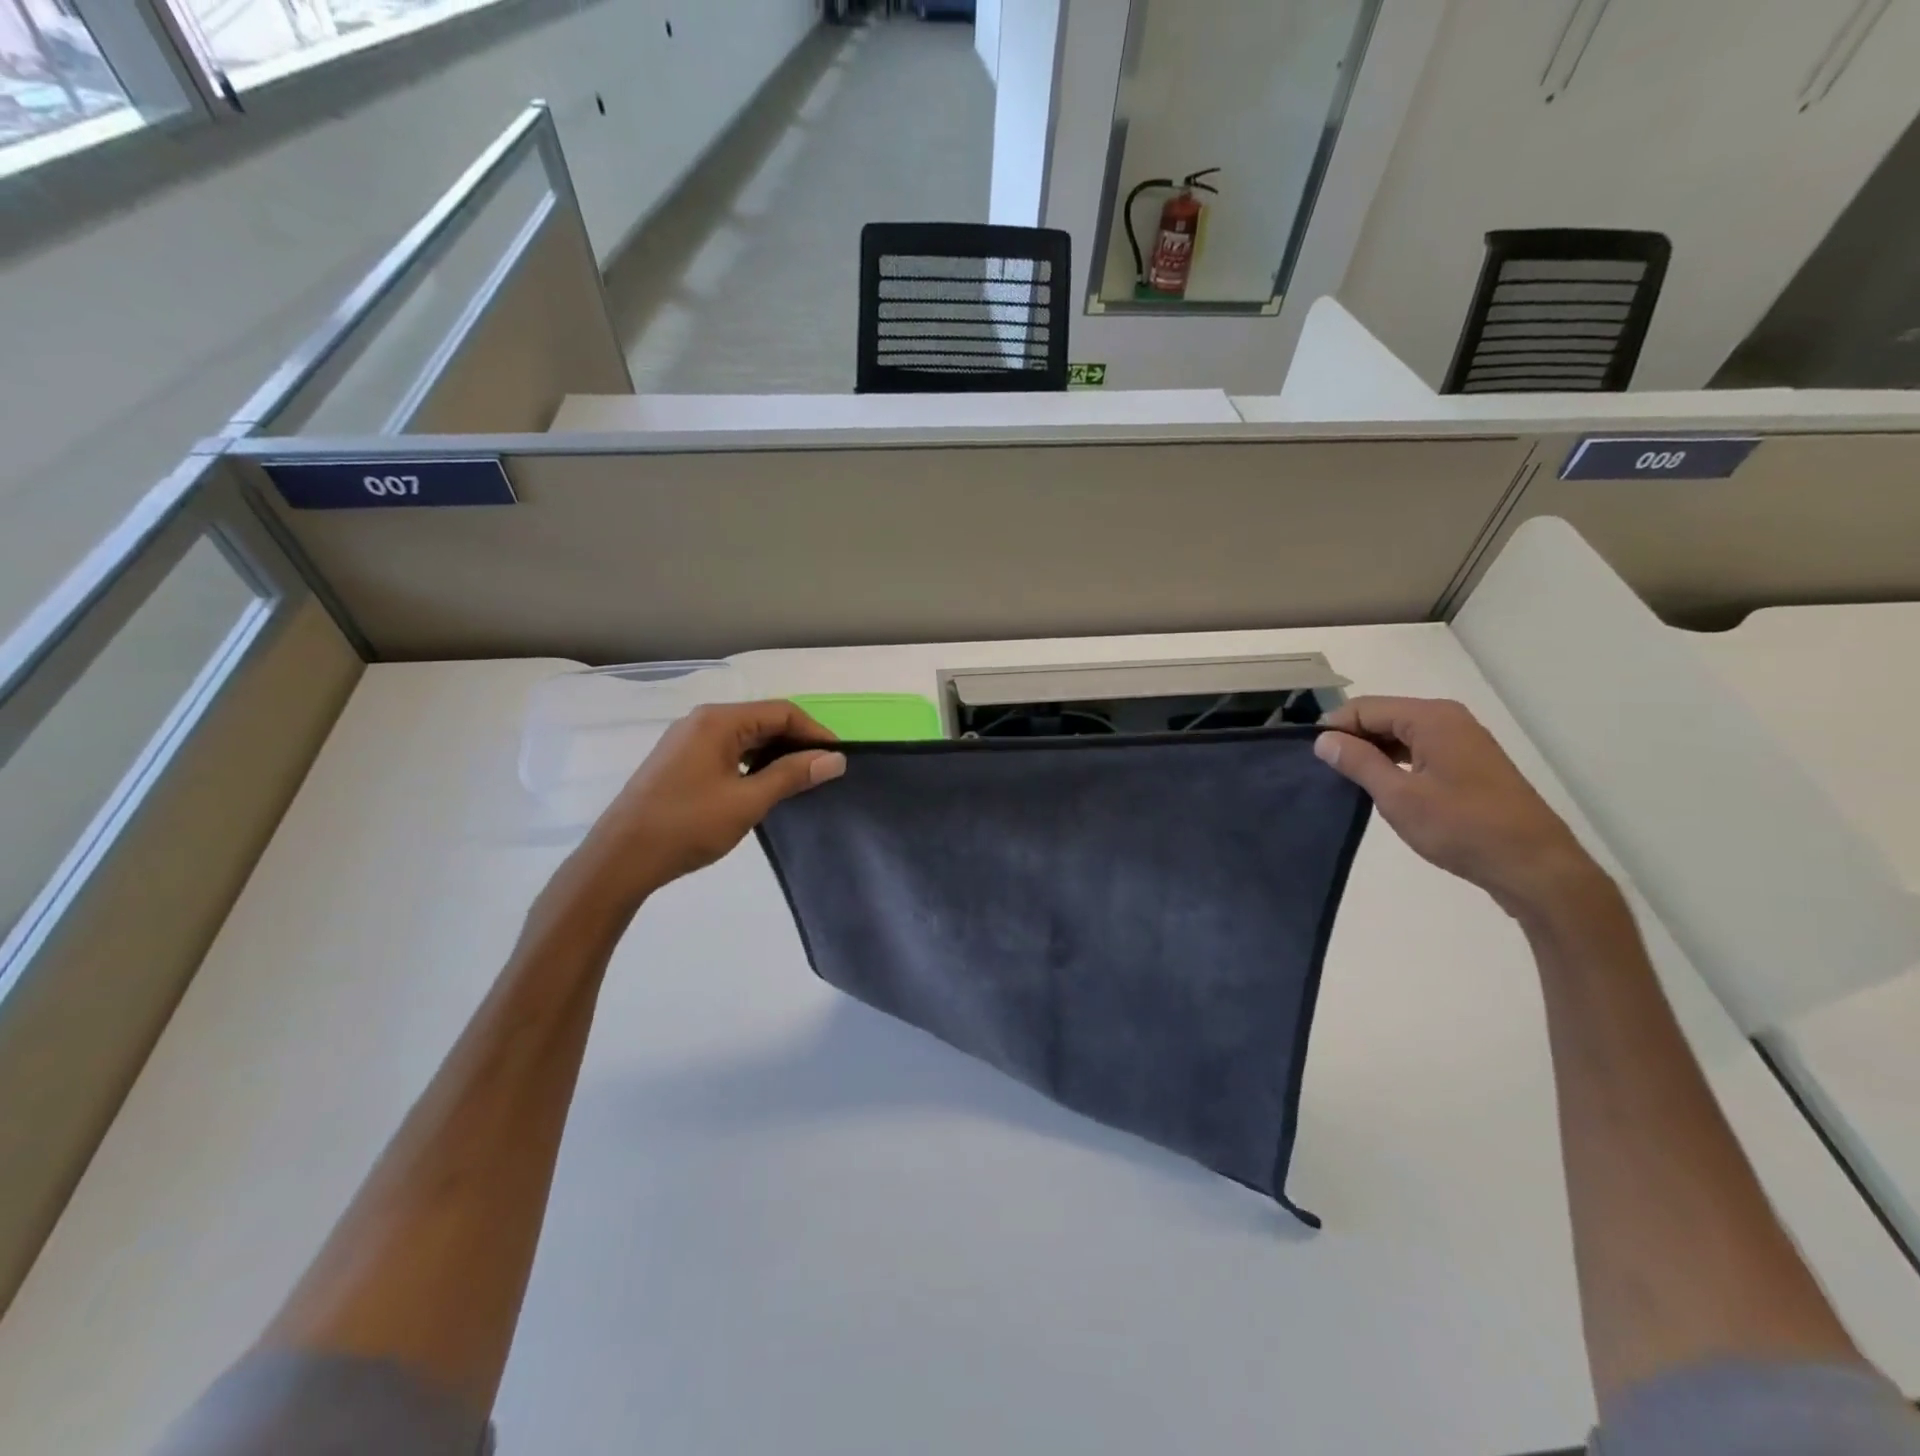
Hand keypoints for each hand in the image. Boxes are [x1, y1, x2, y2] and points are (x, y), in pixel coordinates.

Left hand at [565, 701, 845, 916]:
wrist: (620, 859)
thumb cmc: (687, 826)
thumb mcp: (747, 801)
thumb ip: (792, 775)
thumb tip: (835, 759)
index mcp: (718, 721)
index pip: (781, 712)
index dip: (815, 732)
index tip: (837, 760)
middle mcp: (702, 721)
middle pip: (763, 720)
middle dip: (796, 743)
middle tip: (823, 773)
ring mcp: (687, 741)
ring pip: (745, 737)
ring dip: (775, 755)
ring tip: (799, 783)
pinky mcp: (680, 762)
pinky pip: (727, 751)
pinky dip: (752, 764)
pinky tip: (762, 788)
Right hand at [1314, 696, 1607, 920]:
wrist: (1534, 866)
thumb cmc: (1462, 828)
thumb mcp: (1399, 796)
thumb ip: (1358, 762)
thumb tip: (1323, 739)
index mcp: (1431, 718)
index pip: (1364, 708)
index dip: (1334, 729)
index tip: (1312, 760)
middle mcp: (1448, 719)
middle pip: (1383, 716)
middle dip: (1353, 740)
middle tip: (1327, 774)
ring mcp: (1463, 740)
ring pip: (1401, 734)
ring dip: (1374, 753)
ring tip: (1351, 783)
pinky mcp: (1470, 764)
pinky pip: (1420, 750)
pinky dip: (1397, 763)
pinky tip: (1385, 788)